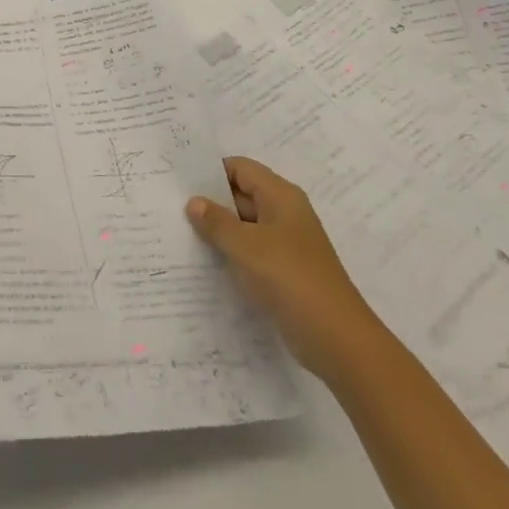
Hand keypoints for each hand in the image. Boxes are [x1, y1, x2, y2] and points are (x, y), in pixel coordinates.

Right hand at [186, 157, 378, 381]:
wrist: (338, 340)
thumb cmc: (291, 280)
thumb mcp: (247, 247)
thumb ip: (217, 222)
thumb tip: (194, 202)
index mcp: (281, 196)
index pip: (240, 168)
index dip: (210, 171)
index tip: (178, 180)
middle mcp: (284, 214)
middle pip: (241, 195)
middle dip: (210, 201)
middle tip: (171, 207)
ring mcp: (285, 244)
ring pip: (244, 226)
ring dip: (218, 230)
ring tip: (179, 233)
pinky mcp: (283, 271)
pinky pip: (250, 252)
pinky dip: (230, 253)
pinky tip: (203, 263)